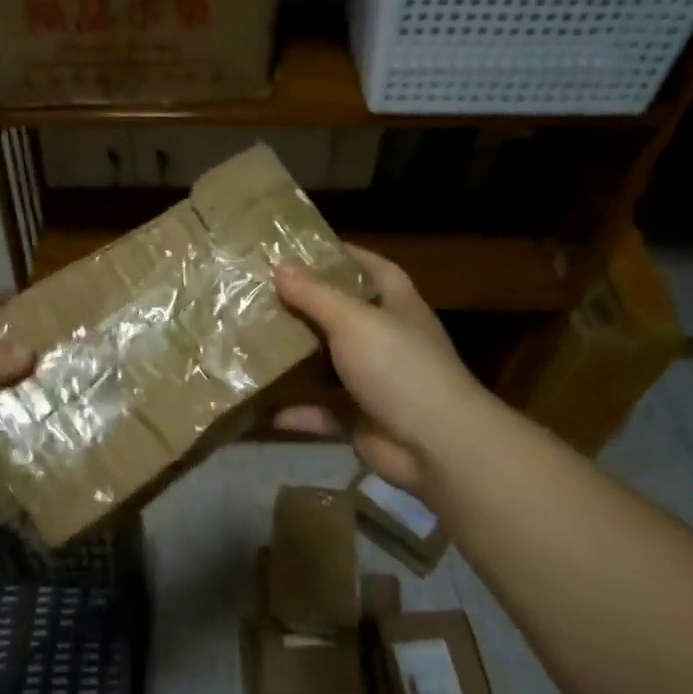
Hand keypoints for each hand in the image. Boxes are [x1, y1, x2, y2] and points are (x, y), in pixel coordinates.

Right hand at [272, 245, 482, 494]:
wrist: (435, 444)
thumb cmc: (398, 367)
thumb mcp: (354, 321)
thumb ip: (316, 295)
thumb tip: (281, 266)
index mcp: (397, 306)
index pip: (374, 269)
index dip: (345, 256)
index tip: (303, 249)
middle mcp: (389, 340)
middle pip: (346, 316)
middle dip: (309, 307)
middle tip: (263, 295)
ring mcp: (377, 383)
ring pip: (331, 365)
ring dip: (300, 359)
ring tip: (257, 343)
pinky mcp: (362, 420)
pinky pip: (323, 413)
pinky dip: (298, 413)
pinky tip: (266, 409)